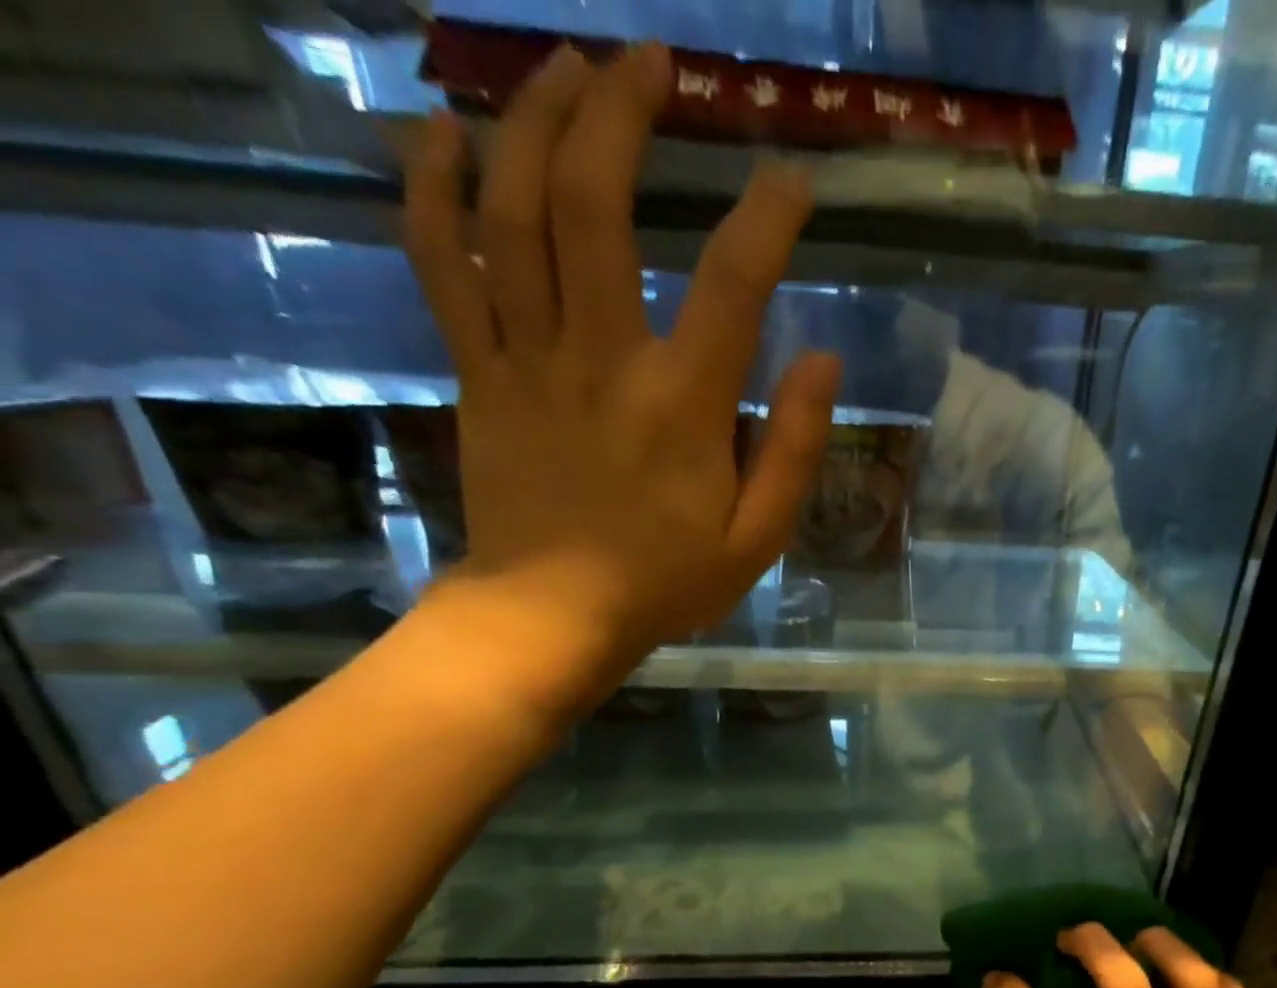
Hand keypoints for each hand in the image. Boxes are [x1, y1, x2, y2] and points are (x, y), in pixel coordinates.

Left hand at [401, 42, 841, 720]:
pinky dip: (433, 187)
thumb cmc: (666, 582)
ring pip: (512, 210)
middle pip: (595, 204)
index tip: (791, 176)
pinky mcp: (477, 370)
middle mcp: (601, 359)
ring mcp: (526, 357)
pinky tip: (446, 132)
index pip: (733, 283)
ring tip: (567, 67)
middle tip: (650, 60)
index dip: (767, 215)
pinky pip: (440, 261)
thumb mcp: (758, 538)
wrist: (552, 615)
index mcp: (684, 406)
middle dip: (623, 114)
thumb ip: (796, 450)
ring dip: (536, 122)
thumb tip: (821, 359)